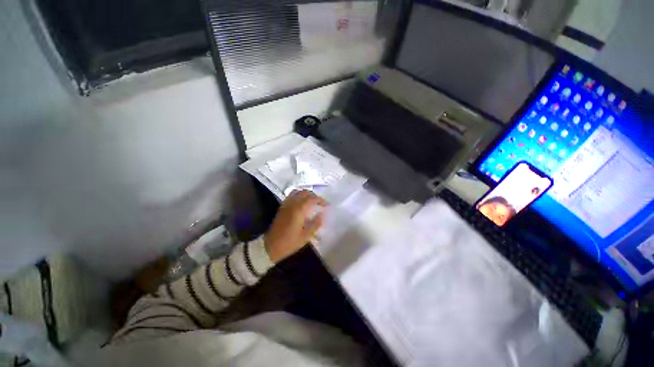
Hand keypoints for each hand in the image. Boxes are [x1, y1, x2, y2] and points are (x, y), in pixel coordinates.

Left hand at [264, 190, 326, 262]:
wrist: (271, 246)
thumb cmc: (290, 242)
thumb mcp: (306, 236)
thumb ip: (315, 224)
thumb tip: (322, 215)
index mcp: (298, 210)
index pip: (312, 198)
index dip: (320, 200)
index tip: (327, 205)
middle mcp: (292, 204)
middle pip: (304, 193)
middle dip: (314, 196)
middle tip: (320, 203)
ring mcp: (286, 204)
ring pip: (297, 192)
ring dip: (306, 194)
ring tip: (312, 201)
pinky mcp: (282, 207)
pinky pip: (291, 196)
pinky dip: (298, 195)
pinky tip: (302, 203)